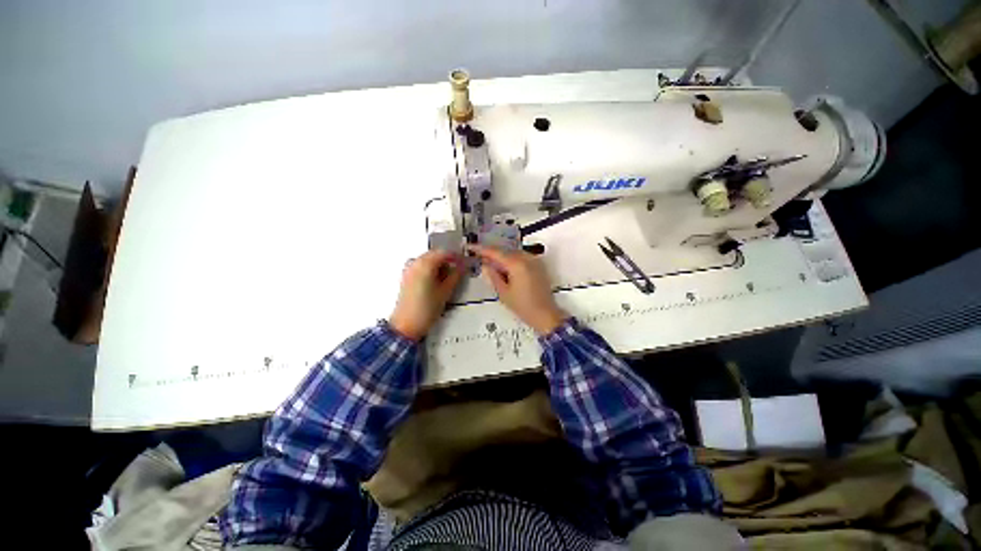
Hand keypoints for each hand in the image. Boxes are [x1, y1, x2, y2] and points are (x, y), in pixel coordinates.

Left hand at [389, 251, 462, 340]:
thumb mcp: (446, 292)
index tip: (464, 262)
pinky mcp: (406, 276)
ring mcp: (408, 269)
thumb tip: (462, 266)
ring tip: (448, 278)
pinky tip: (437, 281)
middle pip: (435, 254)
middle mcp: (414, 263)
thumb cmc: (426, 310)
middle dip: (447, 260)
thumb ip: (456, 276)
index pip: (444, 252)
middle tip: (458, 270)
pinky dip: (431, 270)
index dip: (456, 256)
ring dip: (439, 265)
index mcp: (425, 264)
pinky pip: (421, 266)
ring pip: (428, 260)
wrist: (406, 325)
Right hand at [468, 245, 567, 334]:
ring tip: (491, 265)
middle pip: (505, 251)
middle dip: (492, 254)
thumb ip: (493, 276)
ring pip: (513, 254)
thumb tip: (485, 265)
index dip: (481, 249)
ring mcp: (534, 261)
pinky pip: (521, 258)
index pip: (496, 252)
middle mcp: (527, 258)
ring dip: (502, 257)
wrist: (546, 315)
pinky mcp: (538, 266)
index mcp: (517, 264)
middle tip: (479, 258)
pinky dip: (511, 261)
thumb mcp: (503, 293)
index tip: (470, 247)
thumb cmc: (523, 306)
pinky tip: (505, 269)